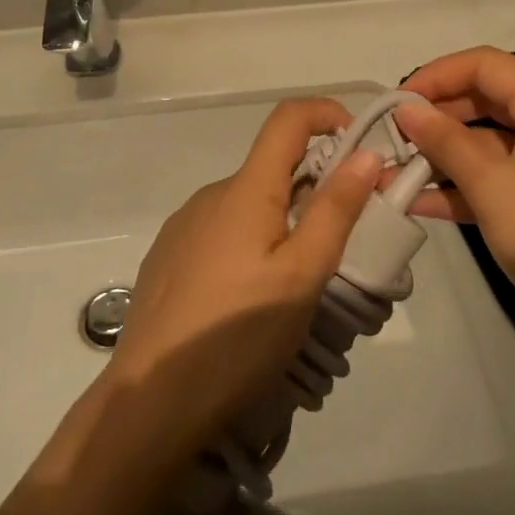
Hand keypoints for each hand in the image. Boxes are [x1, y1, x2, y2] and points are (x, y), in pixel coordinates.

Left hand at [101, 98, 383, 459]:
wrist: (149, 401)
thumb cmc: (235, 336)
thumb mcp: (301, 276)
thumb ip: (335, 211)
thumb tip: (365, 154)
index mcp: (246, 189)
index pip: (288, 118)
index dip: (328, 113)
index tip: (361, 149)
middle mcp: (212, 194)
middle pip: (274, 168)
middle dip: (317, 189)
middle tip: (346, 243)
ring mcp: (186, 225)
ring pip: (251, 205)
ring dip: (285, 223)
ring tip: (301, 286)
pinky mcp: (171, 255)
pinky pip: (225, 231)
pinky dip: (254, 243)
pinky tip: (253, 301)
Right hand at [394, 47, 514, 338]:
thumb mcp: (493, 185)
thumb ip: (446, 142)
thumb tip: (406, 110)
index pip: (485, 65)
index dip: (436, 77)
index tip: (395, 103)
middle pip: (484, 100)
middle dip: (435, 118)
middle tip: (390, 139)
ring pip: (486, 141)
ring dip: (441, 156)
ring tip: (392, 173)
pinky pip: (496, 175)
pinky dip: (461, 185)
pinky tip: (418, 202)